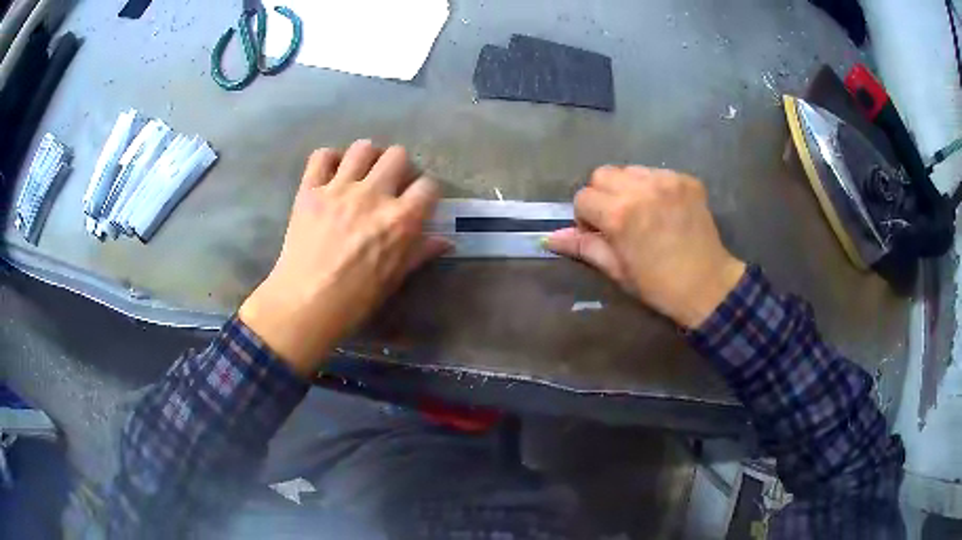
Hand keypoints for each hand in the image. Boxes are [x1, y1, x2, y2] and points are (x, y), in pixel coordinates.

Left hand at [239, 140, 449, 376]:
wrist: (306, 304)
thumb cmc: (356, 299)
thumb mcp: (395, 278)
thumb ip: (420, 252)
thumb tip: (445, 241)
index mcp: (400, 219)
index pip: (428, 186)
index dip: (426, 192)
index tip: (419, 201)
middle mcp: (373, 195)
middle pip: (397, 155)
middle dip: (399, 168)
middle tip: (390, 184)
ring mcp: (339, 189)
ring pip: (363, 148)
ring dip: (367, 158)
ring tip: (362, 174)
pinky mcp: (311, 190)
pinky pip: (321, 156)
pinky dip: (329, 160)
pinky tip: (331, 174)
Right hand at [545, 166, 745, 327]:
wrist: (708, 285)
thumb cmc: (658, 285)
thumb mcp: (617, 270)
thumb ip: (584, 247)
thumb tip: (550, 238)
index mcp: (619, 215)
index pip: (582, 197)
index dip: (585, 217)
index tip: (600, 234)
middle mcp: (641, 189)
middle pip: (602, 174)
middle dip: (602, 195)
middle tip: (617, 219)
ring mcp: (667, 181)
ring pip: (629, 169)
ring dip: (627, 187)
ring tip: (642, 211)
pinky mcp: (686, 179)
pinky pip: (656, 172)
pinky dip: (652, 186)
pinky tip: (663, 208)